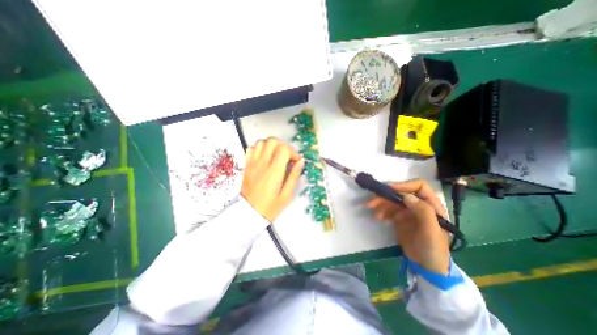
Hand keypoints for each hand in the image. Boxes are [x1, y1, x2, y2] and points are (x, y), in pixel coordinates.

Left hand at [241, 138, 304, 221]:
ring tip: (276, 155)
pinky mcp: (246, 165)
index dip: (293, 152)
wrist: (248, 213)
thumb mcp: (287, 195)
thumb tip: (301, 162)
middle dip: (283, 145)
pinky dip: (259, 148)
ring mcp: (252, 163)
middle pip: (273, 141)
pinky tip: (264, 157)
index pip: (284, 149)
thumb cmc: (270, 206)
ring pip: (261, 142)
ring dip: (271, 146)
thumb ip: (294, 176)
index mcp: (274, 171)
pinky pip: (251, 149)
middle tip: (287, 156)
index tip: (296, 161)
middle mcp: (263, 164)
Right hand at [366, 179, 449, 273]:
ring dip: (381, 204)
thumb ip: (423, 211)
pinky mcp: (400, 218)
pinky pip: (389, 210)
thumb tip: (406, 196)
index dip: (404, 185)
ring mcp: (408, 211)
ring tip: (373, 212)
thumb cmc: (433, 249)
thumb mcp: (431, 231)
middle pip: (401, 193)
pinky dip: (382, 211)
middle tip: (371, 202)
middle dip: (386, 196)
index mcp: (431, 205)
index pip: (419, 186)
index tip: (389, 189)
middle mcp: (419, 205)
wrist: (427, 267)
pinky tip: (378, 217)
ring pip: (392, 201)